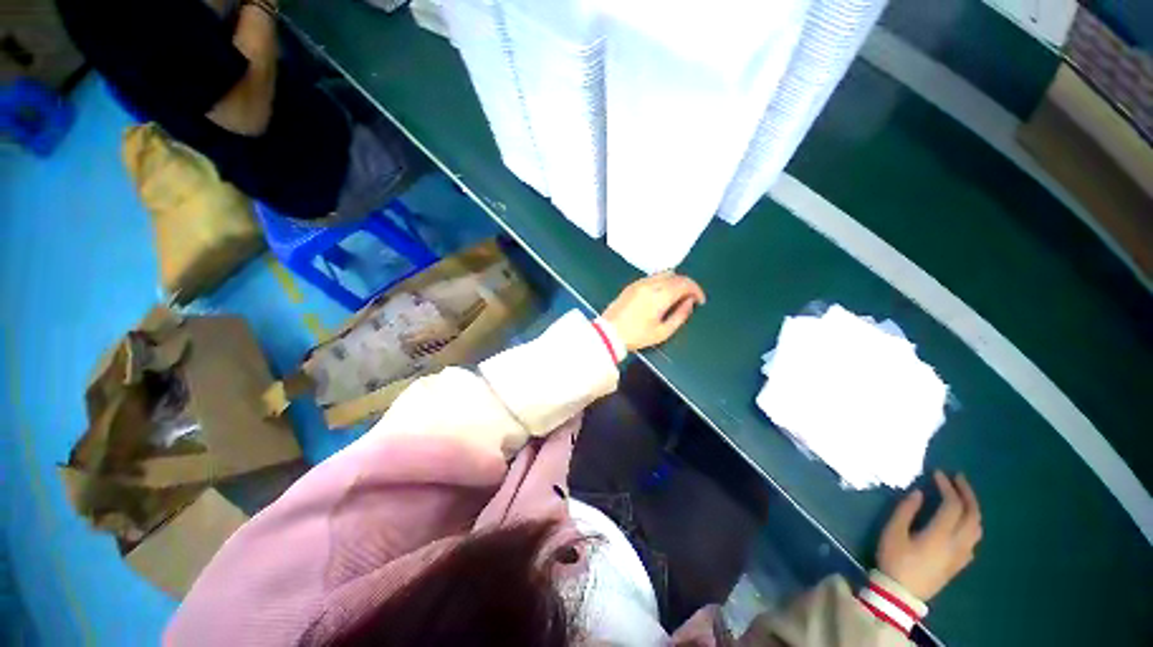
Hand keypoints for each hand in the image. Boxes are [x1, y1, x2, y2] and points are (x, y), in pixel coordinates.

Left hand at [603, 272, 705, 350]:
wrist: (608, 333)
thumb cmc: (636, 336)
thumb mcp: (662, 332)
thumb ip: (680, 316)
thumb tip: (689, 303)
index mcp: (659, 296)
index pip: (684, 283)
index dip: (696, 290)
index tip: (700, 300)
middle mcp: (650, 284)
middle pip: (675, 276)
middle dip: (687, 285)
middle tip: (690, 298)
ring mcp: (639, 283)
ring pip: (663, 273)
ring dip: (674, 281)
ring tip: (677, 296)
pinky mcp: (631, 285)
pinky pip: (652, 277)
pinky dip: (662, 281)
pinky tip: (662, 294)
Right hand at [877, 471, 981, 601]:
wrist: (902, 593)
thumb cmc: (894, 559)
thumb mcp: (893, 532)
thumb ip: (906, 510)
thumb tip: (919, 492)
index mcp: (941, 534)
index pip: (952, 505)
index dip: (947, 486)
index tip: (937, 473)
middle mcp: (957, 543)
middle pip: (972, 514)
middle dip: (967, 493)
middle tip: (957, 477)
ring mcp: (962, 554)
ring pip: (977, 527)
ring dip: (973, 508)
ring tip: (963, 496)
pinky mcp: (960, 563)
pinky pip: (975, 539)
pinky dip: (972, 523)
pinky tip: (963, 522)